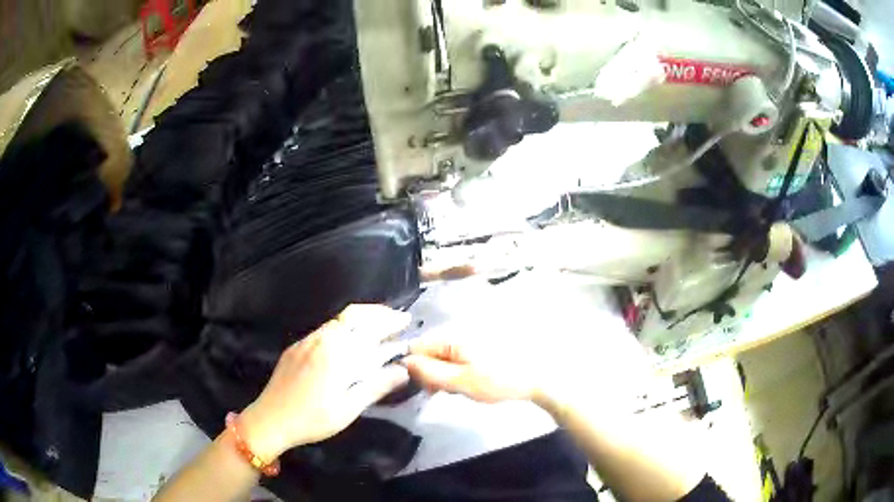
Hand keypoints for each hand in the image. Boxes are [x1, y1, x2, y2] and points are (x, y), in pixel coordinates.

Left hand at [239, 305, 411, 460]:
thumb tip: (404, 370)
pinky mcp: (295, 348)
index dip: (389, 321)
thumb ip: (376, 386)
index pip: (368, 327)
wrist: (270, 420)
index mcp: (337, 353)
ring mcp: (305, 342)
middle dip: (375, 313)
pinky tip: (345, 343)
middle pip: (352, 315)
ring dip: (359, 320)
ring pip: (337, 321)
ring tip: (375, 328)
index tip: (406, 320)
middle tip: (394, 318)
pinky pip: (323, 330)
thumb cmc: (312, 419)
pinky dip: (342, 328)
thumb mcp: (349, 408)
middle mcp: (321, 340)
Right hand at [403, 323, 651, 410]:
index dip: (416, 368)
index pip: (417, 347)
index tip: (428, 388)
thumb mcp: (462, 382)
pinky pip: (463, 354)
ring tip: (465, 387)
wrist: (543, 375)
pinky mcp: (486, 340)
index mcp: (452, 336)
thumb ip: (430, 373)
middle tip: (448, 392)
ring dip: (448, 372)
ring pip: (447, 354)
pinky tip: (476, 379)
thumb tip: (405, 362)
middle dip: (433, 372)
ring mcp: (474, 333)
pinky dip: (463, 367)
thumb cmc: (501, 380)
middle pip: (432, 350)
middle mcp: (460, 328)